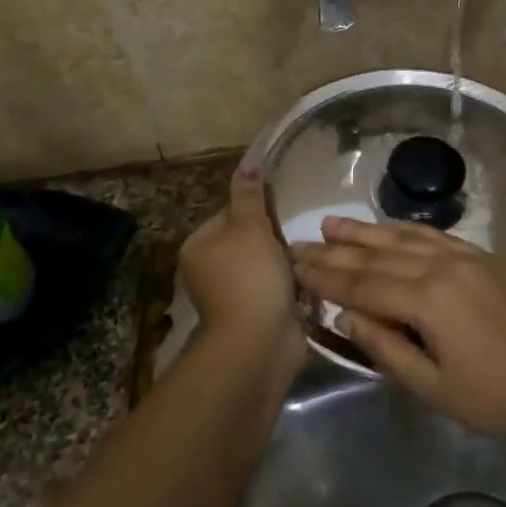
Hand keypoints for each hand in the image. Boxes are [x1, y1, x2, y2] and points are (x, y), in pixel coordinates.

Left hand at [178, 169, 303, 364]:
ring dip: (286, 263)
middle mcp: (208, 270)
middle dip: (275, 239)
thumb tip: (247, 164)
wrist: (259, 342)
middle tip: (297, 238)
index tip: (280, 215)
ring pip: (265, 265)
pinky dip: (290, 286)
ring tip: (307, 260)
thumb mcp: (250, 227)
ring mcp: (231, 295)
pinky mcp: (253, 314)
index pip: (230, 214)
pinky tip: (307, 284)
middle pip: (249, 240)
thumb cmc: (251, 277)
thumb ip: (249, 196)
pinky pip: (275, 289)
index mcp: (198, 246)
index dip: (258, 211)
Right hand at [292, 218, 505, 443]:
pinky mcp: (484, 257)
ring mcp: (466, 257)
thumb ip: (385, 348)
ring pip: (405, 238)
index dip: (325, 277)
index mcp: (427, 301)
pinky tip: (387, 226)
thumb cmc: (493, 397)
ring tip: (333, 223)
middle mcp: (443, 268)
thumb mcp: (431, 387)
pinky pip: (436, 236)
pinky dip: (405, 229)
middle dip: (336, 251)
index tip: (293, 266)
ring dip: (366, 231)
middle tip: (300, 241)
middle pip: (378, 257)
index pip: (363, 285)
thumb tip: (344, 316)